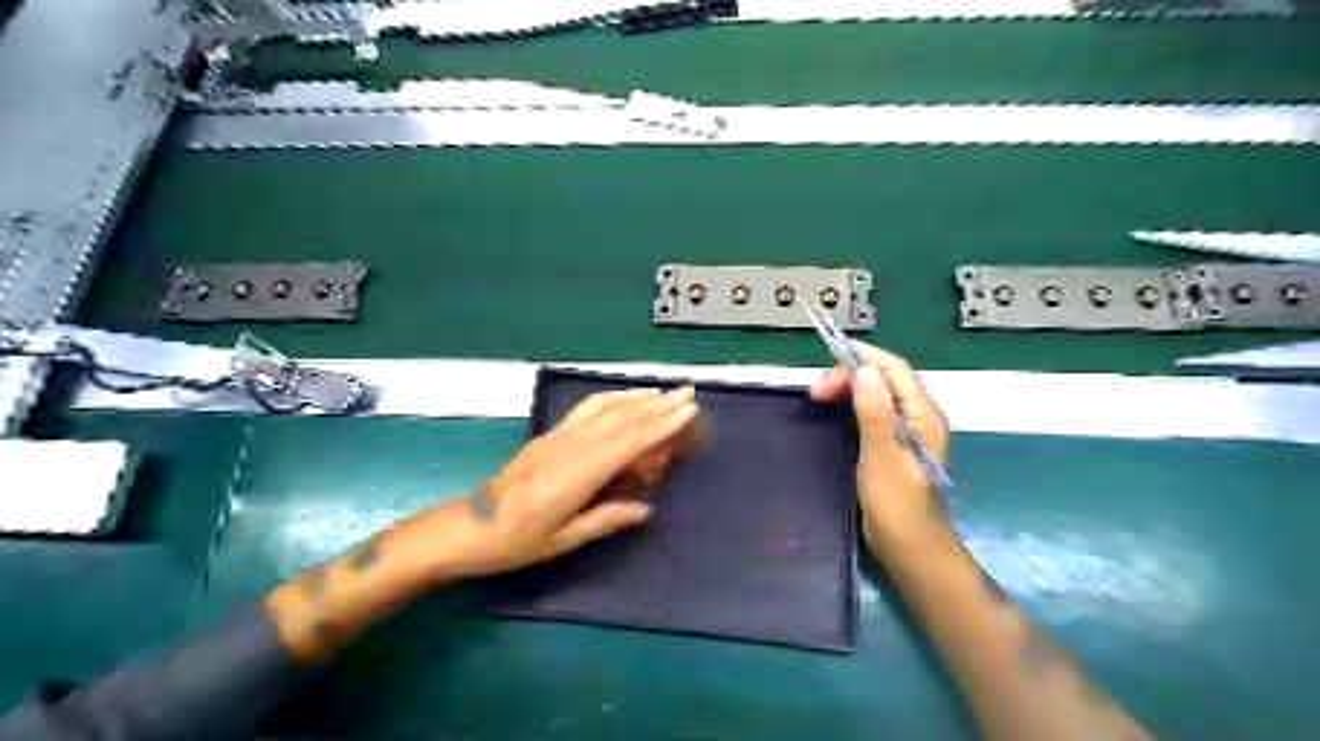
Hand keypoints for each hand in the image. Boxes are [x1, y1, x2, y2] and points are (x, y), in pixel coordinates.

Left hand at [437, 388, 699, 578]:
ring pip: (604, 408)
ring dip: (636, 397)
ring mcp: (558, 437)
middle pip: (622, 418)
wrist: (468, 527)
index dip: (661, 425)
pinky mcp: (549, 435)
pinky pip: (586, 409)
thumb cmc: (517, 541)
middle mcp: (571, 447)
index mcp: (578, 473)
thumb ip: (607, 519)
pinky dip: (610, 399)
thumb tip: (646, 509)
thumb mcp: (564, 539)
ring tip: (662, 393)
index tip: (687, 411)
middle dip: (658, 405)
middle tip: (688, 393)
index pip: (628, 441)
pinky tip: (622, 400)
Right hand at [810, 345, 955, 551]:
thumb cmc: (898, 506)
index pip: (895, 370)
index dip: (864, 357)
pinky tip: (833, 411)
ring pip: (876, 395)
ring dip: (848, 389)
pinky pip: (871, 413)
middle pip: (884, 379)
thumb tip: (864, 369)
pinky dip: (850, 405)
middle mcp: (917, 417)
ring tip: (819, 397)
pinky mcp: (891, 446)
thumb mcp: (883, 457)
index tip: (829, 355)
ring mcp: (904, 432)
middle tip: (816, 392)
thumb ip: (875, 413)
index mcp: (922, 415)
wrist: (910, 550)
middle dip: (850, 376)